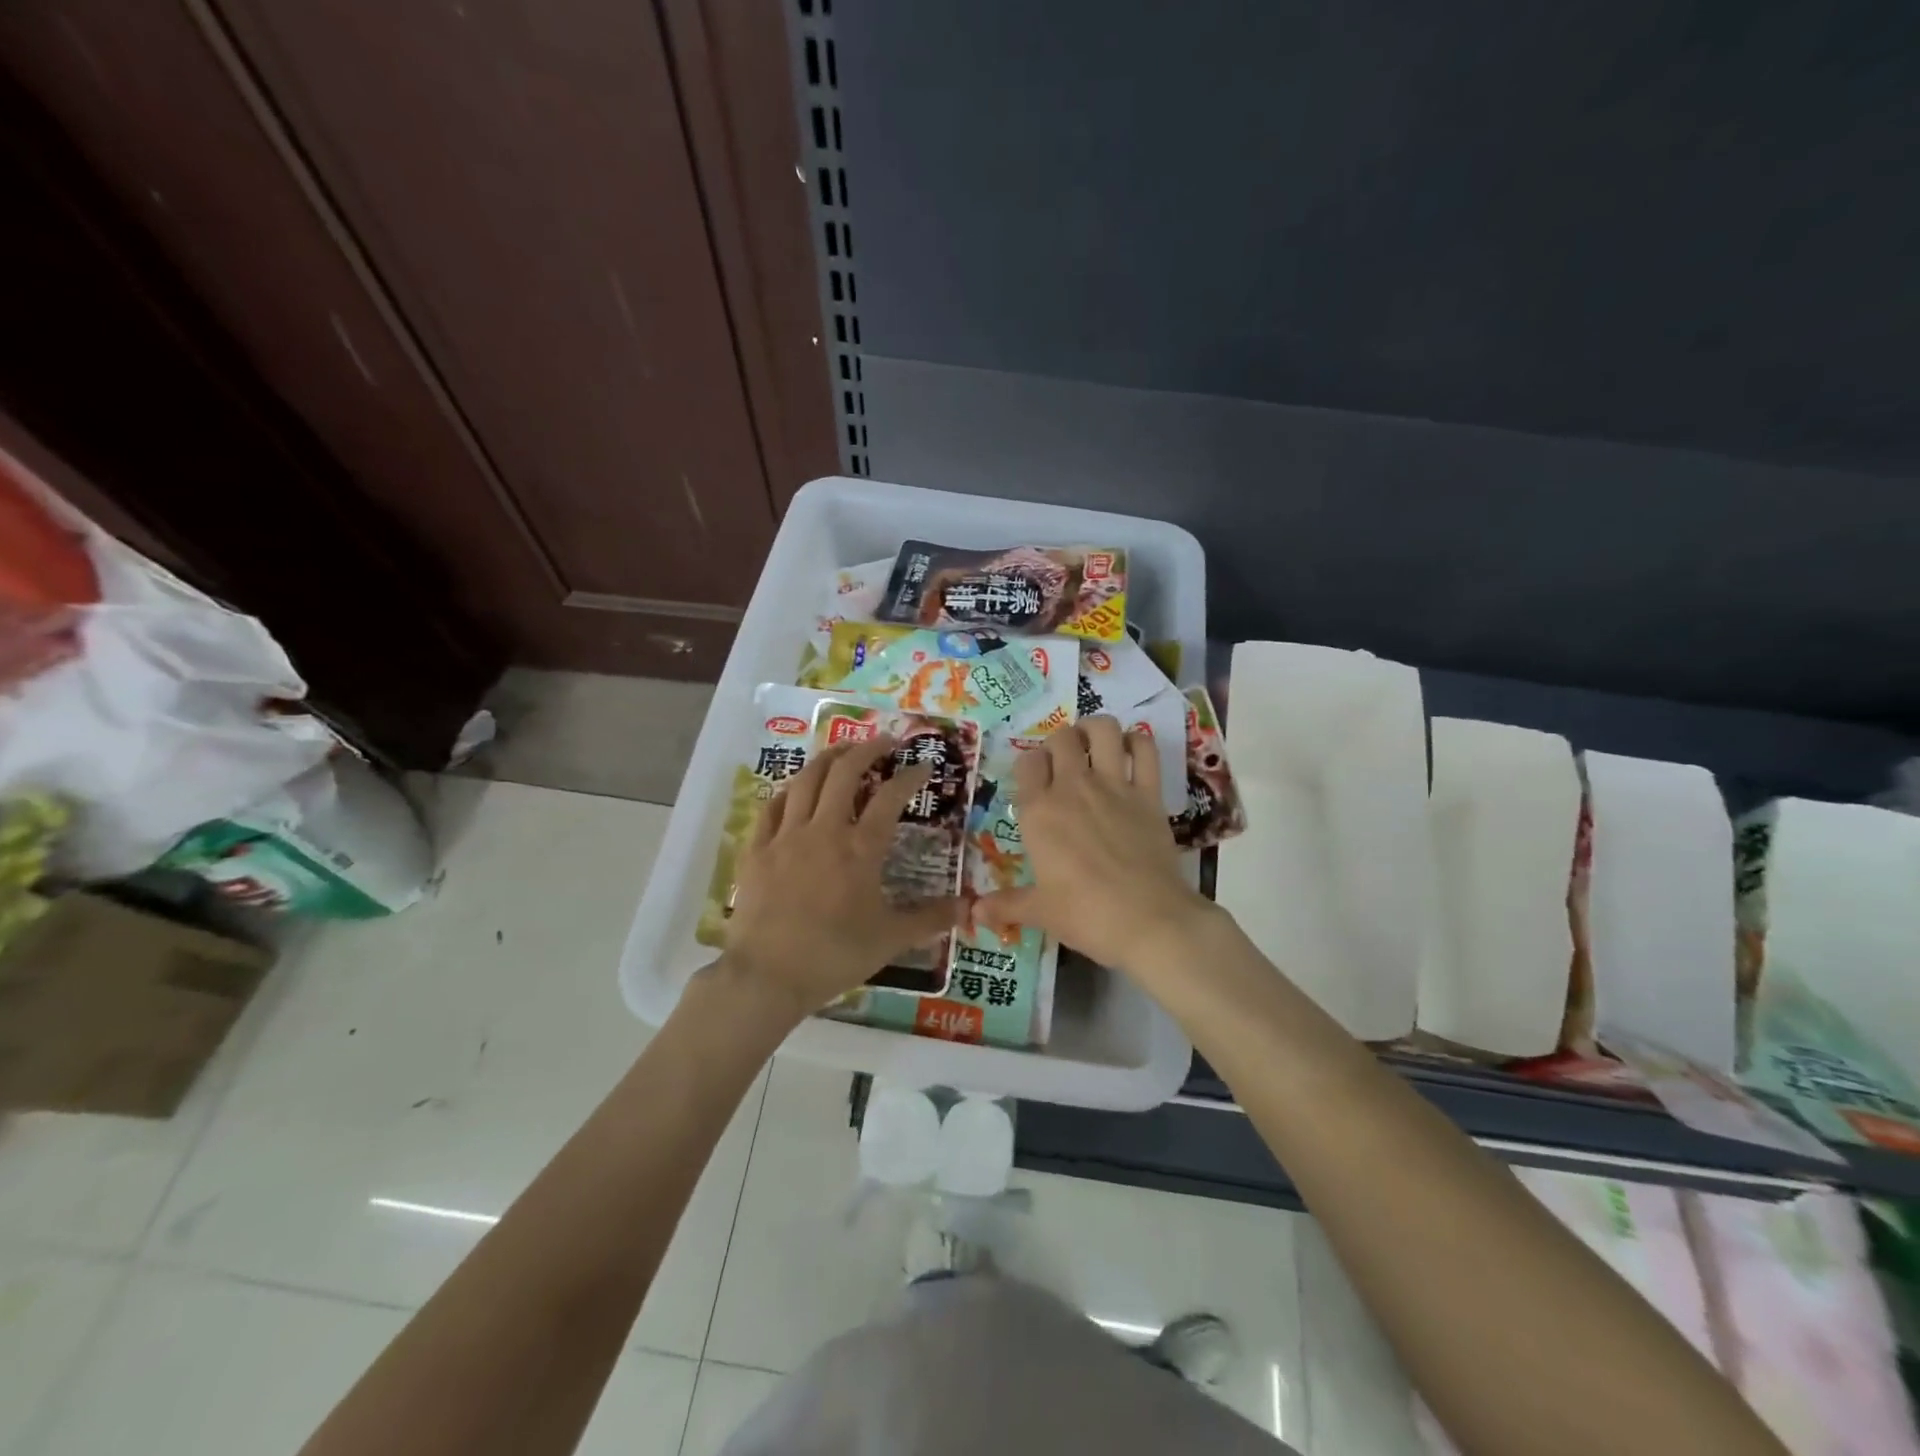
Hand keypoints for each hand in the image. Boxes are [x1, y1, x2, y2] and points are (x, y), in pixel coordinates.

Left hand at [717, 736, 962, 1021]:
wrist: (767, 976)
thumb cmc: (835, 955)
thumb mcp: (891, 940)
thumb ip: (931, 919)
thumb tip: (969, 907)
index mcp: (860, 848)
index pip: (890, 797)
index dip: (910, 776)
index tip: (923, 766)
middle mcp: (824, 830)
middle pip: (844, 773)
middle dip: (866, 750)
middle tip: (883, 741)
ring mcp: (786, 836)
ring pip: (806, 781)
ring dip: (827, 759)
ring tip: (842, 751)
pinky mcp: (757, 849)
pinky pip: (771, 807)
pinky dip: (788, 791)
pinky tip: (795, 790)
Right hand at [976, 716, 1214, 975]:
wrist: (1149, 921)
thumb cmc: (1086, 916)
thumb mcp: (1040, 912)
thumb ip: (1005, 905)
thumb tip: (973, 913)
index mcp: (1038, 812)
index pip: (1027, 763)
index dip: (1030, 765)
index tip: (1035, 780)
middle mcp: (1073, 788)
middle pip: (1061, 737)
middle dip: (1059, 742)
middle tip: (1063, 763)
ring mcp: (1114, 786)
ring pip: (1103, 729)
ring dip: (1095, 729)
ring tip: (1093, 744)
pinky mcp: (1149, 793)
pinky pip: (1145, 750)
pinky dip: (1138, 742)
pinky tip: (1131, 752)